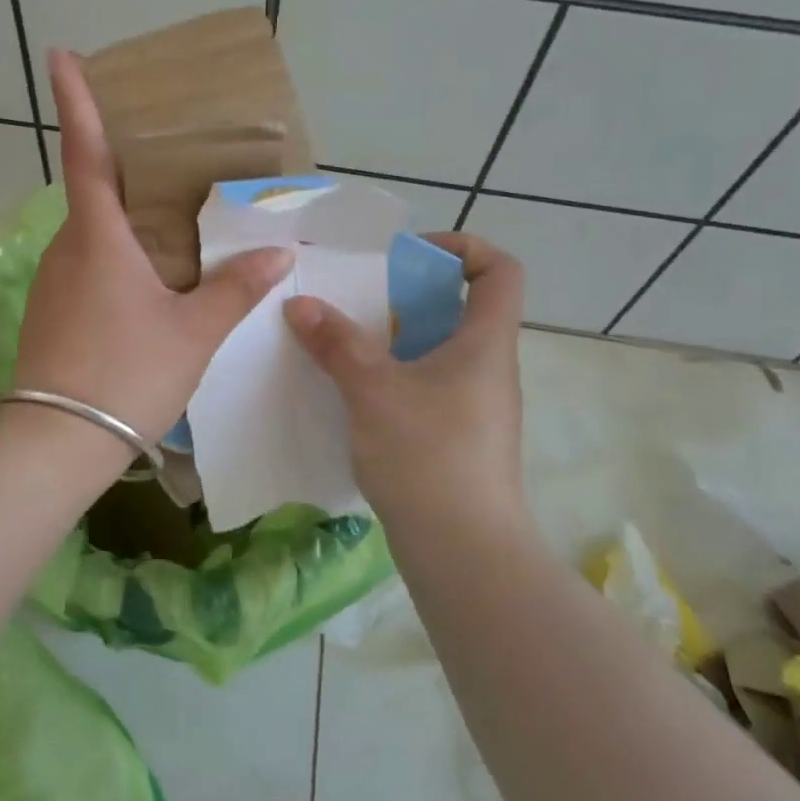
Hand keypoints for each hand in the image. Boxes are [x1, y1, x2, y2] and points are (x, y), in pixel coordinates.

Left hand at [10, 49, 292, 447]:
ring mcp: (53, 283)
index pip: (87, 152)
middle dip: (122, 168)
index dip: (75, 100)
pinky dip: (117, 259)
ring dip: (124, 222)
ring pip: (92, 235)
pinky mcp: (51, 313)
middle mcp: (67, 249)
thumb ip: (234, 290)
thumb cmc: (126, 372)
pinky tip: (148, 284)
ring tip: (172, 226)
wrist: (57, 443)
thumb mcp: (193, 332)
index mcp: (98, 237)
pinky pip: (88, 268)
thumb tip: (278, 257)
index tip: (62, 54)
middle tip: (164, 158)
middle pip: (94, 193)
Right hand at [283, 235, 525, 526]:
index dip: (463, 248)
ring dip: (398, 340)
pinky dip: (398, 377)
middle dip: (410, 296)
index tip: (411, 257)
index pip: (500, 270)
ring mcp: (479, 407)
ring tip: (350, 345)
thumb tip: (300, 304)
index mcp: (485, 343)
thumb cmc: (428, 455)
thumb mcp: (373, 390)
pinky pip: (431, 387)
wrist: (463, 552)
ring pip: (442, 351)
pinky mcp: (461, 439)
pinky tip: (359, 395)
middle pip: (462, 309)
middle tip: (361, 302)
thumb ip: (336, 343)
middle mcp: (490, 368)